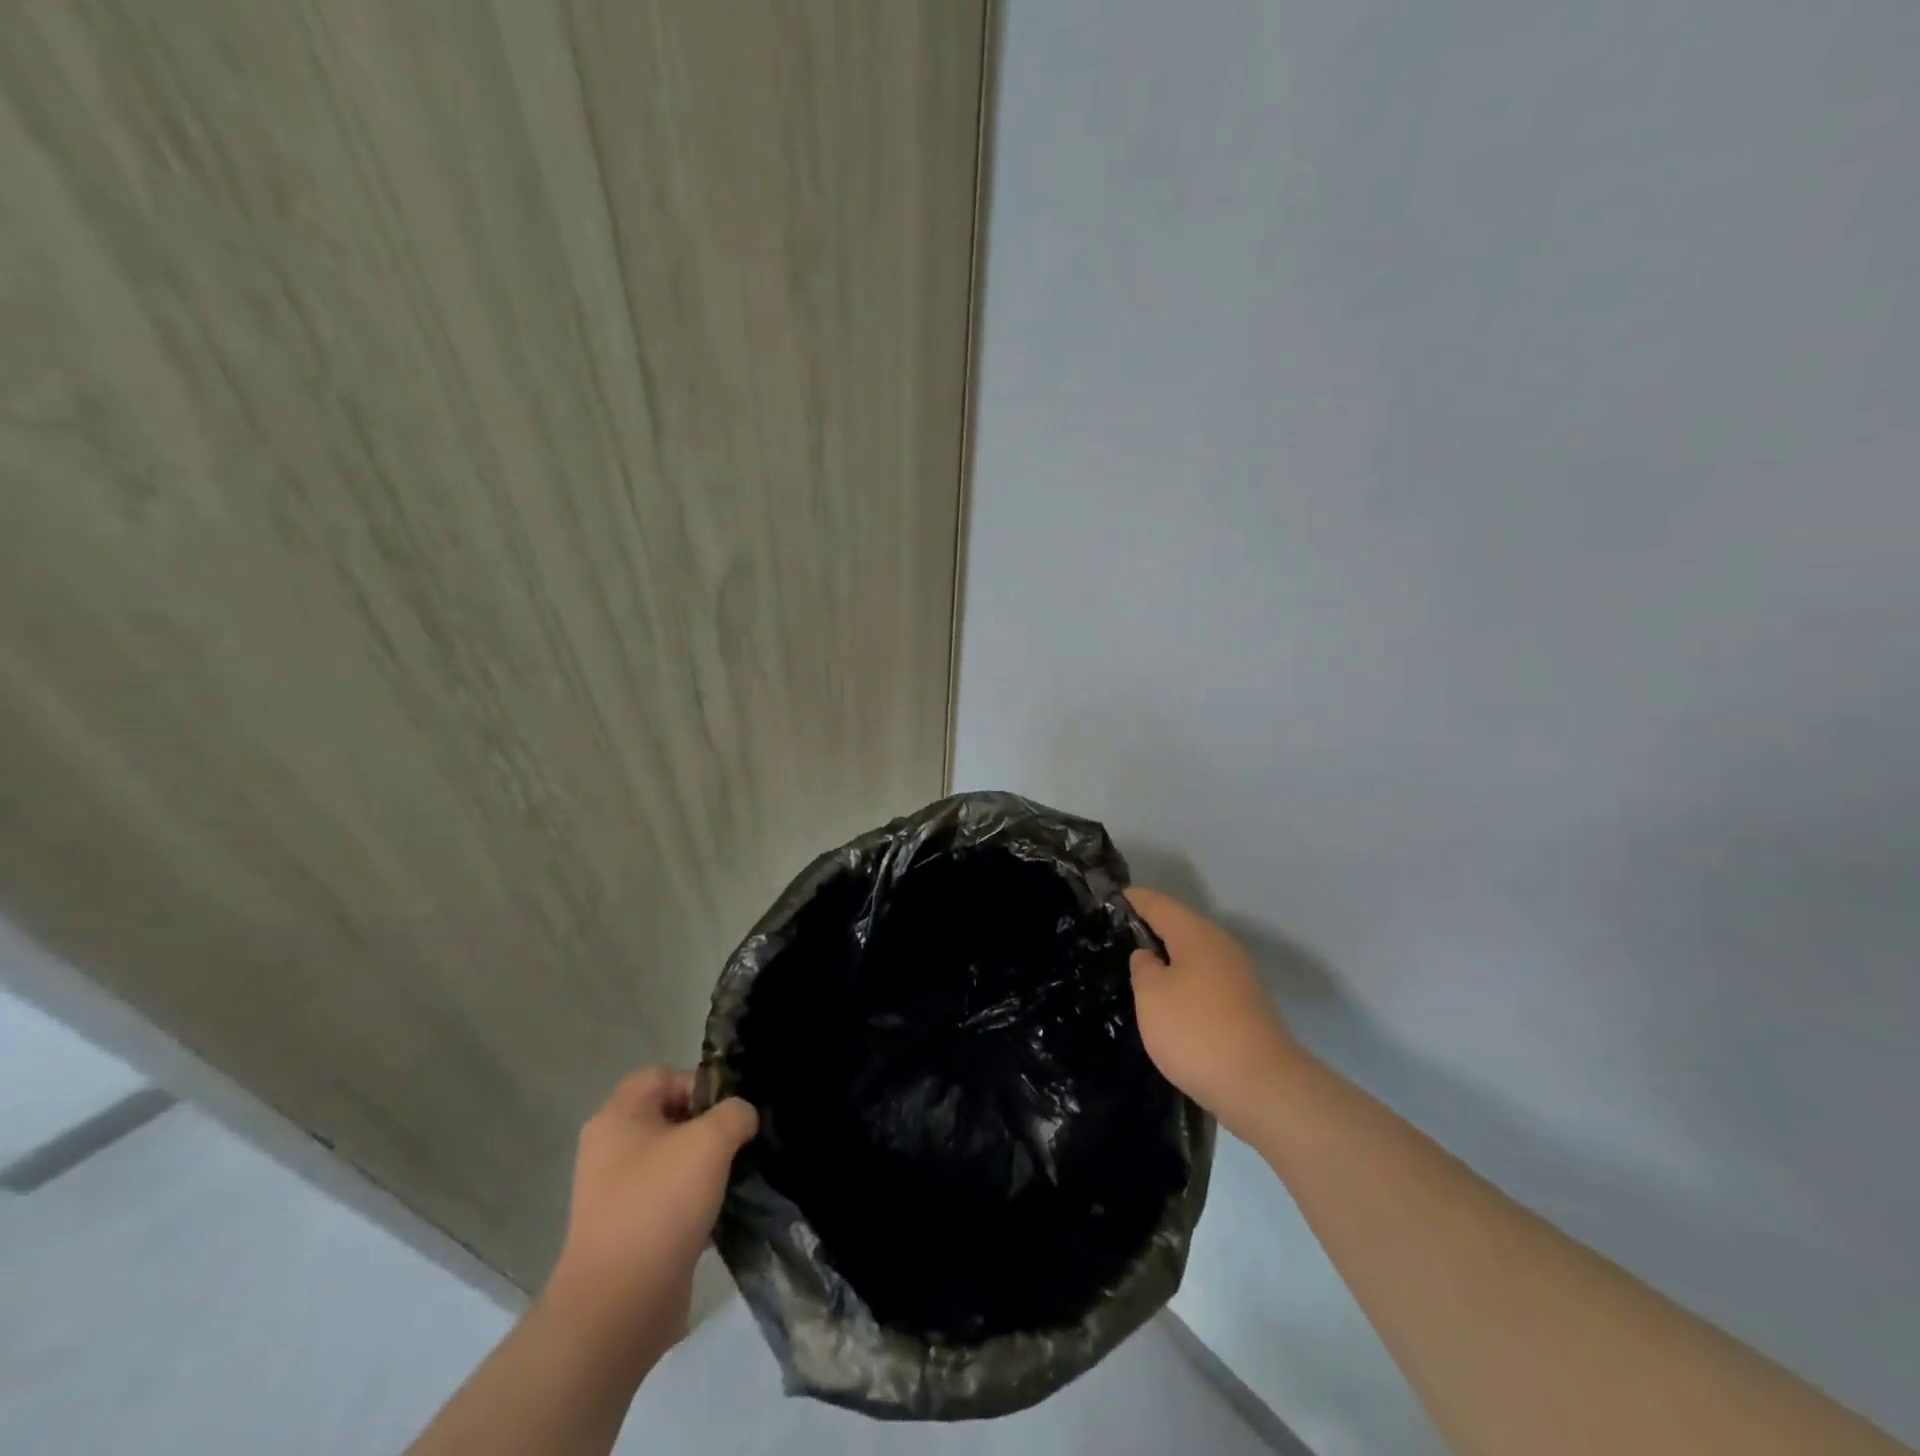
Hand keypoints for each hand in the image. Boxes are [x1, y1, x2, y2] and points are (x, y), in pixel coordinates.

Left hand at [543, 1068, 757, 1356]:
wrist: (617, 1308)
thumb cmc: (659, 1205)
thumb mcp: (710, 1141)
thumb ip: (735, 1114)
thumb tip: (742, 1118)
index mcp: (618, 1117)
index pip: (664, 1076)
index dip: (700, 1086)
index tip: (730, 1114)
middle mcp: (610, 1150)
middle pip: (671, 1118)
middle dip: (709, 1128)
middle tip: (739, 1145)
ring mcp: (616, 1194)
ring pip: (673, 1161)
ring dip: (706, 1168)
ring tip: (735, 1180)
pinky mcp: (629, 1232)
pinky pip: (670, 1201)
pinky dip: (696, 1204)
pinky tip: (721, 1216)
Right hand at [1127, 888, 1299, 1139]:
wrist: (1262, 1087)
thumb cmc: (1196, 1031)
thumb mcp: (1152, 995)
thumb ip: (1143, 967)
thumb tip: (1149, 957)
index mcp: (1196, 933)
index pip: (1155, 902)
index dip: (1128, 900)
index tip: (1102, 903)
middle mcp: (1220, 946)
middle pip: (1177, 926)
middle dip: (1146, 931)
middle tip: (1110, 941)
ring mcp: (1236, 977)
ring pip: (1191, 956)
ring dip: (1165, 961)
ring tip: (1132, 974)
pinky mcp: (1243, 1007)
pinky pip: (1202, 982)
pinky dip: (1181, 985)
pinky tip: (1165, 1005)